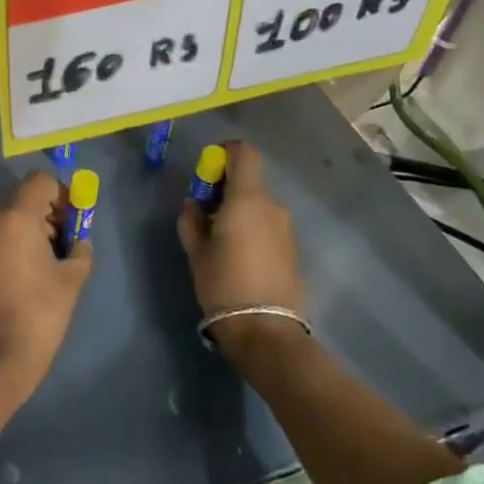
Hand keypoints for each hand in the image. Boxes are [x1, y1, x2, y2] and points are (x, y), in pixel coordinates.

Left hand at [0, 171, 93, 401]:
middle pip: (25, 196)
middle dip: (50, 211)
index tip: (75, 220)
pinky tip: (32, 272)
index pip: (41, 181)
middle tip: (68, 241)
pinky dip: (18, 240)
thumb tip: (77, 239)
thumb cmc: (40, 314)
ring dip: (34, 226)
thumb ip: (79, 247)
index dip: (63, 193)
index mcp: (15, 218)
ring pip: (12, 216)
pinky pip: (0, 235)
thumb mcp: (72, 278)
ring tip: (51, 260)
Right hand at [177, 142, 306, 353]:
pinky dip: (252, 226)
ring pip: (258, 203)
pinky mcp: (292, 247)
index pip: (243, 153)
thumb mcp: (196, 251)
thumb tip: (194, 204)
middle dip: (225, 187)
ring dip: (238, 209)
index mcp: (247, 199)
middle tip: (204, 211)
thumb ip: (191, 219)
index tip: (207, 172)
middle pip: (249, 179)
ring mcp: (286, 227)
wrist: (266, 330)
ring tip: (219, 237)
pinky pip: (267, 223)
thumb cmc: (223, 284)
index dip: (224, 153)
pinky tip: (238, 254)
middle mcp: (272, 206)